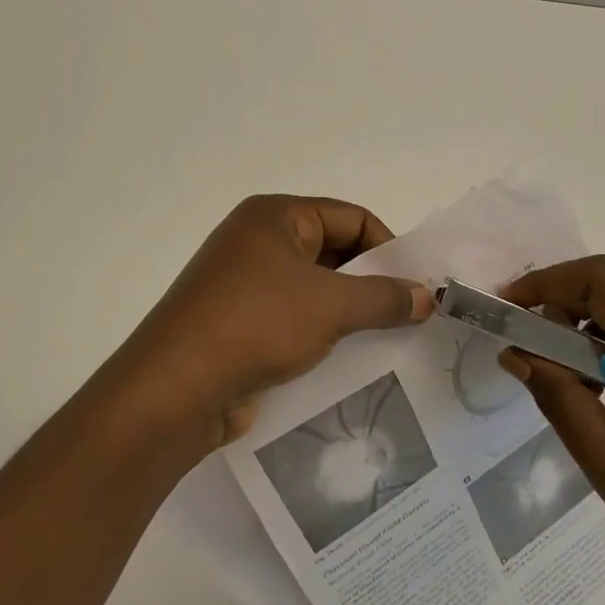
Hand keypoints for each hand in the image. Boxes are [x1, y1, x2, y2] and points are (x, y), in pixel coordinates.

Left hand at [100, 195, 432, 453]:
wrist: (176, 387)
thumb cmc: (257, 324)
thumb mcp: (331, 306)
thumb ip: (384, 297)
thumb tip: (427, 296)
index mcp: (275, 217)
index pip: (350, 217)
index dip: (388, 248)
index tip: (415, 286)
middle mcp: (256, 242)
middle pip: (332, 252)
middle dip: (370, 284)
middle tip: (408, 316)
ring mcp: (243, 284)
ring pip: (312, 291)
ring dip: (347, 314)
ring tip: (384, 343)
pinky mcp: (236, 324)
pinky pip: (291, 320)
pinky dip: (319, 336)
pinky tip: (345, 363)